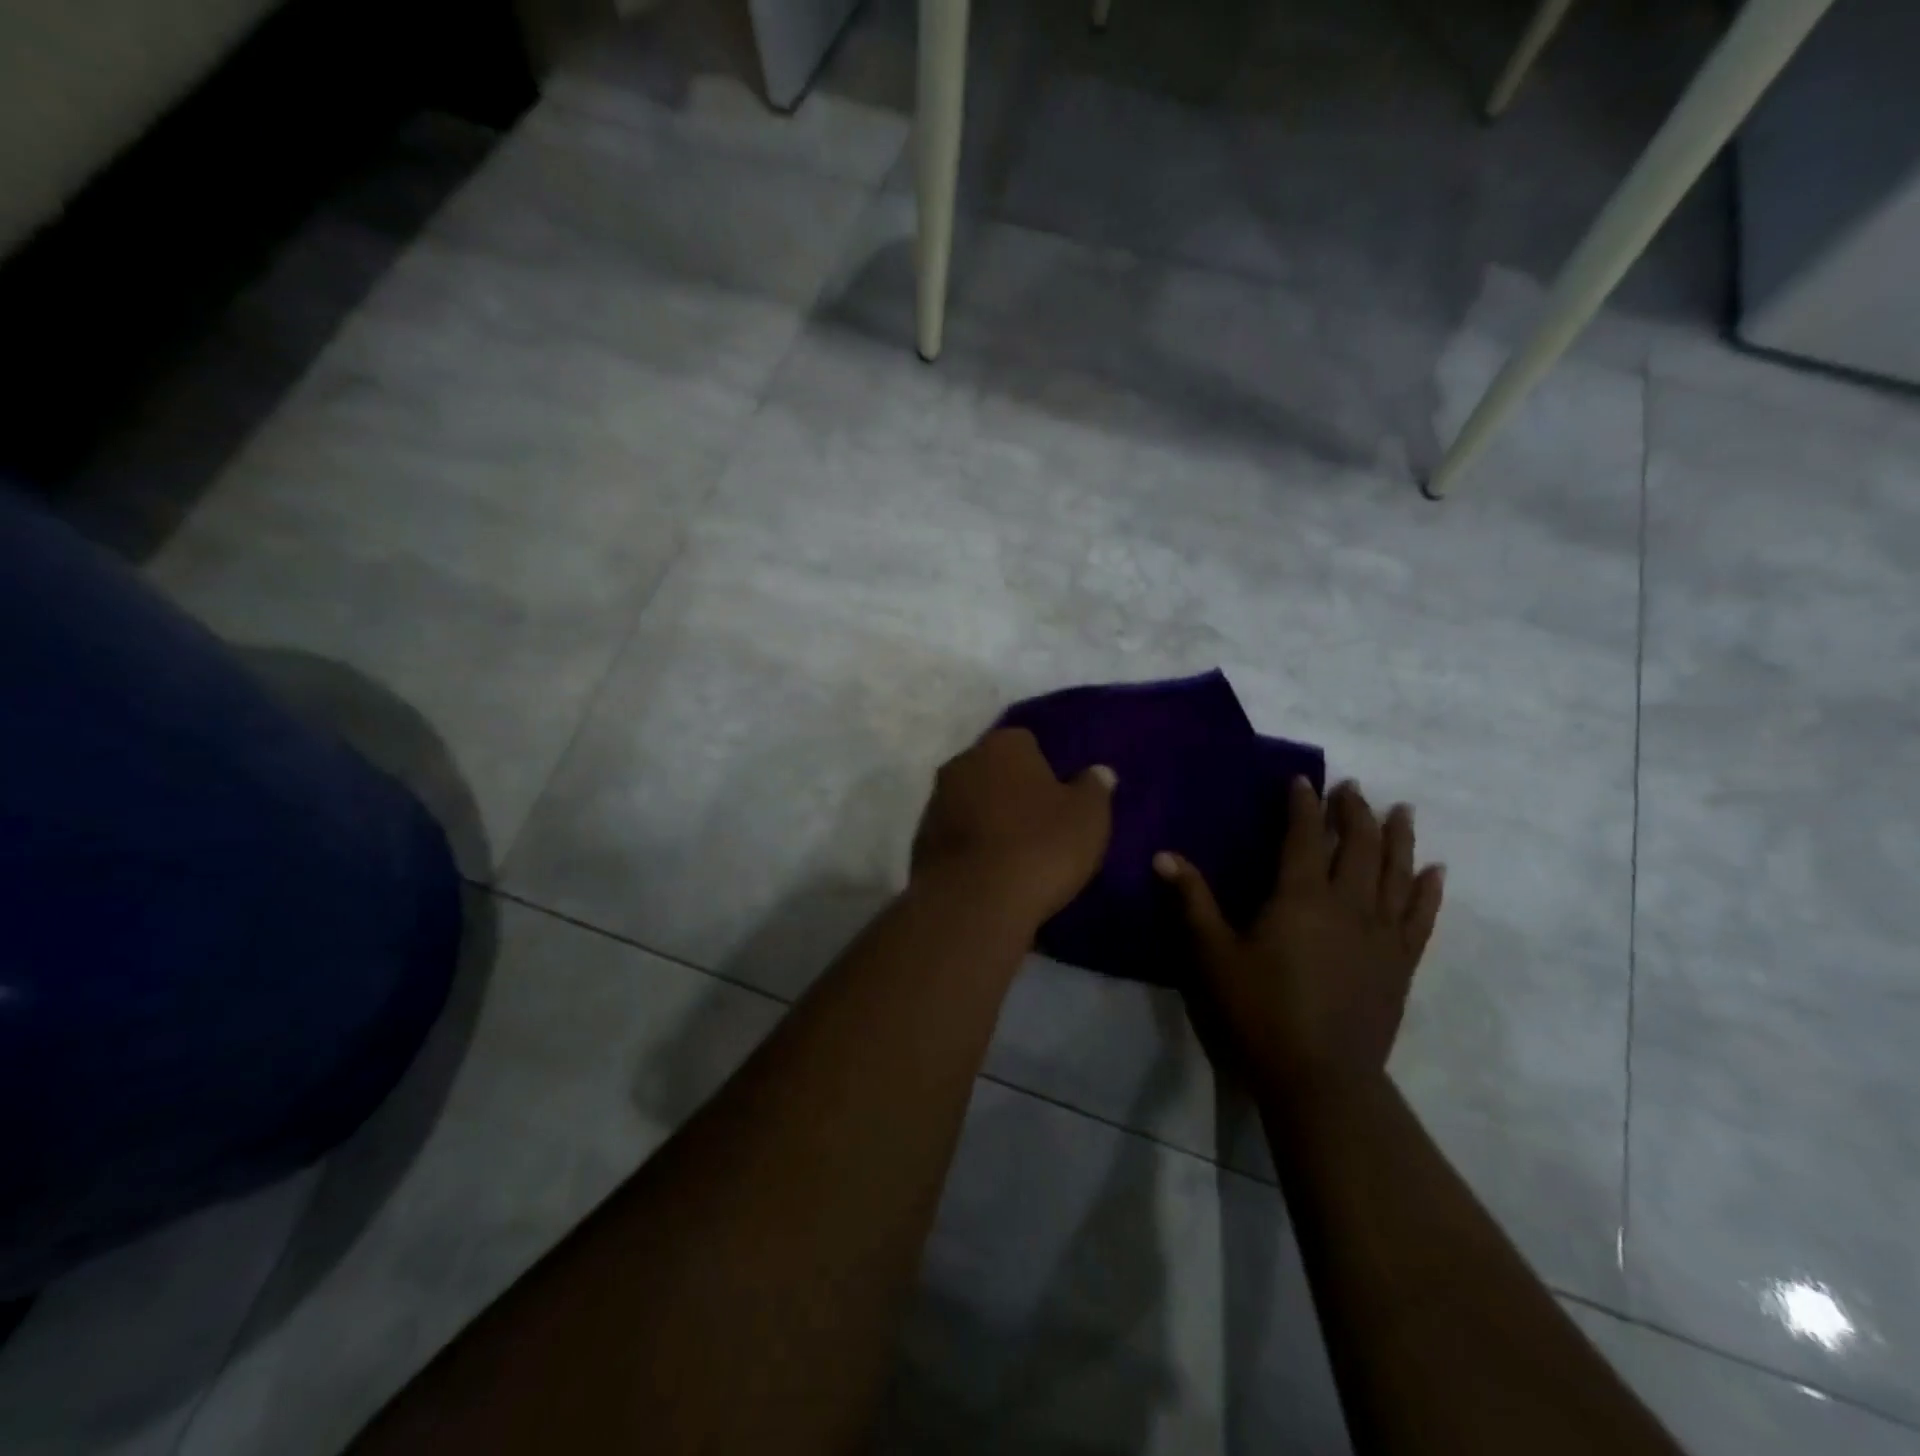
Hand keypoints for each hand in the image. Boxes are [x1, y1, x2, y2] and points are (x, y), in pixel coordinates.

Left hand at [912, 729, 1115, 930]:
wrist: (973, 903)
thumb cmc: (1039, 847)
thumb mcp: (1088, 817)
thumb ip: (1094, 788)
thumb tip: (1098, 772)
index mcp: (1003, 744)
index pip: (1027, 742)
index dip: (1046, 768)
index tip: (1060, 797)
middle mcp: (962, 762)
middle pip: (994, 770)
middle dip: (1012, 790)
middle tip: (1040, 823)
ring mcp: (936, 801)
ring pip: (971, 801)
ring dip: (988, 818)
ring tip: (1015, 853)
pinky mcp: (920, 840)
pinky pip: (955, 836)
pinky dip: (970, 847)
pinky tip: (989, 873)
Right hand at [1155, 779, 1444, 1095]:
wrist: (1320, 1076)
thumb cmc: (1259, 1010)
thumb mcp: (1213, 954)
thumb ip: (1192, 901)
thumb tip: (1164, 856)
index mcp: (1301, 897)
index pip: (1305, 836)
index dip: (1303, 805)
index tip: (1303, 780)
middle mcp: (1348, 904)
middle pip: (1358, 845)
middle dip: (1355, 812)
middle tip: (1353, 788)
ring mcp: (1382, 933)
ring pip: (1396, 872)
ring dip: (1398, 837)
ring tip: (1402, 810)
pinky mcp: (1401, 962)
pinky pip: (1421, 916)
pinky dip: (1428, 889)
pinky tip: (1434, 871)